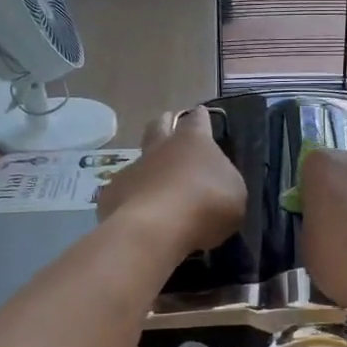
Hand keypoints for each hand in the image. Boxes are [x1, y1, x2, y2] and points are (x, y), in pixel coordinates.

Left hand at [96, 107, 245, 257]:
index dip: (200, 118)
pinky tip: (138, 216)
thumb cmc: (207, 206)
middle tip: (170, 130)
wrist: (156, 230)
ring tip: (156, 187)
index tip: (201, 115)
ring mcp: (133, 169)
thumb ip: (223, 181)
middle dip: (165, 124)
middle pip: (159, 125)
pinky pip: (123, 192)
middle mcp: (160, 148)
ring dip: (148, 168)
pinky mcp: (112, 194)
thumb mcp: (234, 194)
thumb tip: (215, 181)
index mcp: (194, 142)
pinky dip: (131, 199)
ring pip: (139, 160)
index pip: (197, 119)